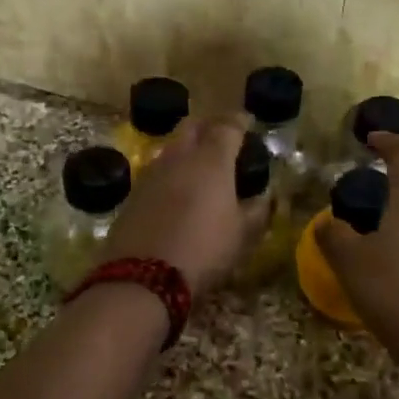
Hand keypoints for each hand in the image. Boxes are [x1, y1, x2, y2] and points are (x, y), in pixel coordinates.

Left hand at [105, 114, 270, 298]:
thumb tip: (264, 197)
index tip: (247, 123)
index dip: (239, 121)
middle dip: (210, 126)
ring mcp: (151, 173)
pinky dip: (171, 172)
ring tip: (200, 164)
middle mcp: (179, 157)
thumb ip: (256, 211)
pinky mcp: (133, 194)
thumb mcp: (242, 235)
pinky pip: (157, 171)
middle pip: (194, 127)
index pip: (227, 126)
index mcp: (212, 160)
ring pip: (172, 147)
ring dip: (187, 148)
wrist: (142, 276)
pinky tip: (177, 190)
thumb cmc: (204, 249)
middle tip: (223, 137)